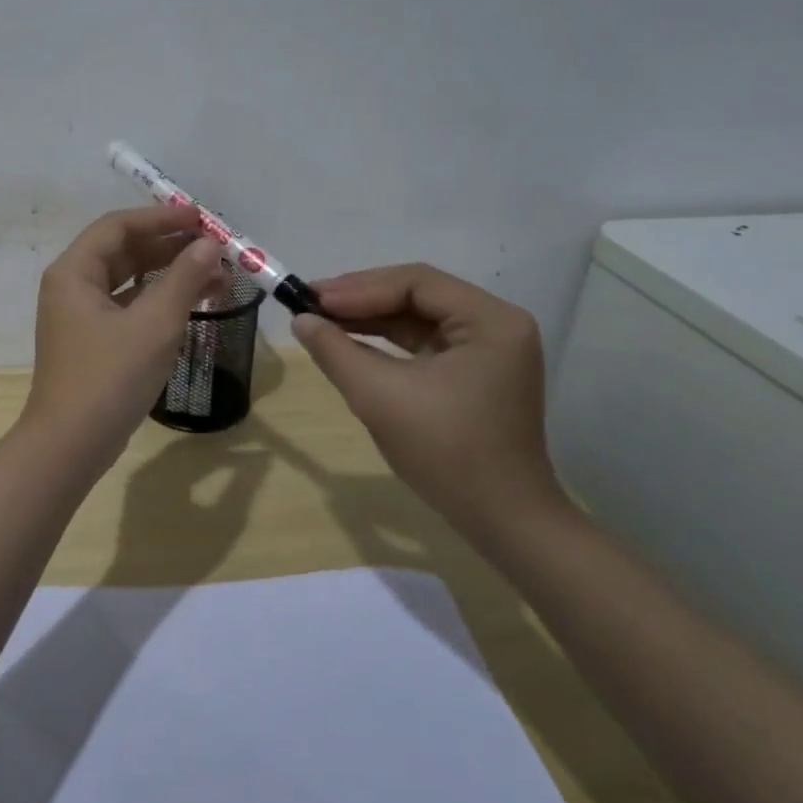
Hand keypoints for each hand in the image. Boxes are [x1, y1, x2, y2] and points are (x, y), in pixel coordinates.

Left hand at [21, 204, 227, 466]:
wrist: (71, 444)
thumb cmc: (110, 377)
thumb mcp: (154, 324)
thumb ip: (184, 279)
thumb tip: (209, 245)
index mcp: (74, 272)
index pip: (118, 227)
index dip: (160, 218)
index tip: (200, 219)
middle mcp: (71, 287)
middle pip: (123, 251)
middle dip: (170, 247)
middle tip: (214, 247)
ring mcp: (80, 316)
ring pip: (129, 281)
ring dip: (169, 275)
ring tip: (216, 275)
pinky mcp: (92, 342)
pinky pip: (128, 307)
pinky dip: (158, 302)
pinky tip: (193, 304)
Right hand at [290, 264, 563, 548]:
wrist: (502, 520)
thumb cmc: (446, 452)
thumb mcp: (380, 396)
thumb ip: (335, 351)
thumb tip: (300, 320)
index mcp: (490, 321)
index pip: (416, 282)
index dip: (359, 287)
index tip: (311, 298)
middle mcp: (496, 325)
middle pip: (417, 295)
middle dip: (361, 299)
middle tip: (309, 303)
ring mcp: (488, 350)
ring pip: (418, 318)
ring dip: (369, 318)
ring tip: (321, 319)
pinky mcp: (475, 373)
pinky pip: (424, 343)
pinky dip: (385, 341)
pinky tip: (350, 341)